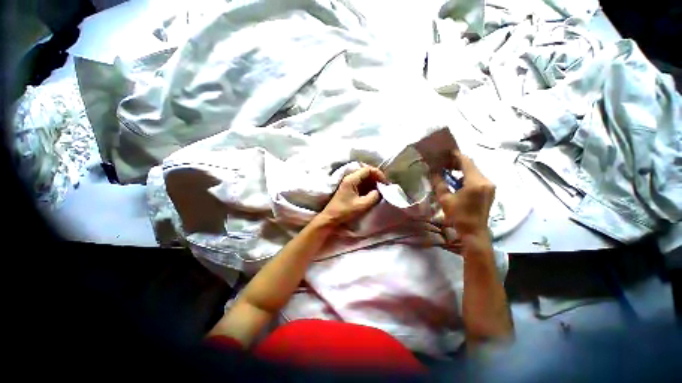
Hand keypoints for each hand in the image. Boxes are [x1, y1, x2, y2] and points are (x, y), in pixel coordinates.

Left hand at [318, 166, 387, 226]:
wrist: (331, 218)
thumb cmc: (345, 211)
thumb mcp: (362, 205)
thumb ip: (373, 196)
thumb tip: (380, 191)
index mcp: (351, 179)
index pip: (367, 169)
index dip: (378, 174)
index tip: (385, 183)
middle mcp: (349, 178)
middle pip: (366, 171)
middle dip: (376, 177)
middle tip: (384, 186)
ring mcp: (349, 182)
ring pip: (364, 177)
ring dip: (373, 182)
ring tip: (380, 189)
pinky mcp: (349, 188)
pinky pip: (361, 182)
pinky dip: (368, 186)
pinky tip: (373, 192)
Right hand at [429, 151, 494, 239]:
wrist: (474, 232)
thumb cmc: (459, 216)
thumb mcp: (445, 199)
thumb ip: (439, 183)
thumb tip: (432, 172)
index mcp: (476, 182)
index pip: (466, 161)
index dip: (455, 155)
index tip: (444, 153)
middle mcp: (486, 181)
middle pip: (471, 165)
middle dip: (456, 162)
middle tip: (442, 163)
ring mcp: (489, 186)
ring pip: (474, 172)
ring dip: (461, 170)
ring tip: (447, 171)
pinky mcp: (488, 191)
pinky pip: (477, 178)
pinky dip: (466, 176)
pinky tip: (456, 181)